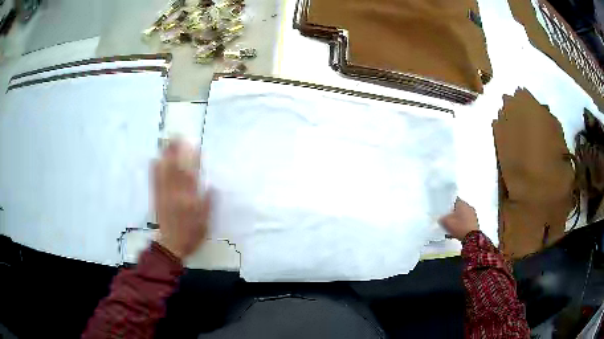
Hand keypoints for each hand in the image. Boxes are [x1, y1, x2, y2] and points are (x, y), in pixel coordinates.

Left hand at [152, 140, 211, 258]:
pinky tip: (154, 160)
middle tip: (176, 136)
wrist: (171, 245)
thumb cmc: (191, 234)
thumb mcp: (205, 222)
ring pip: (164, 172)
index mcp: (189, 199)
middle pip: (176, 168)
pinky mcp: (157, 198)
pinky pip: (155, 181)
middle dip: (176, 151)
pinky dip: (154, 169)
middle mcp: (176, 193)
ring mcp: (164, 194)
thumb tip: (212, 186)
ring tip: (166, 142)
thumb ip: (208, 204)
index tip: (194, 146)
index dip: (193, 160)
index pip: (192, 175)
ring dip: (165, 156)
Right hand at [438, 198, 478, 240]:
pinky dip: (462, 225)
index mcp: (462, 203)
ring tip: (452, 227)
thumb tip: (441, 218)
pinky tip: (458, 231)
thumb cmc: (460, 227)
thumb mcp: (446, 222)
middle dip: (454, 214)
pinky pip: (467, 222)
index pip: (454, 200)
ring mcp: (473, 215)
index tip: (445, 211)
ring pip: (463, 215)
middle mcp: (469, 207)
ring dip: (458, 220)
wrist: (471, 238)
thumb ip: (442, 218)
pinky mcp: (475, 223)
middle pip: (459, 208)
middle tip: (448, 220)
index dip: (449, 206)